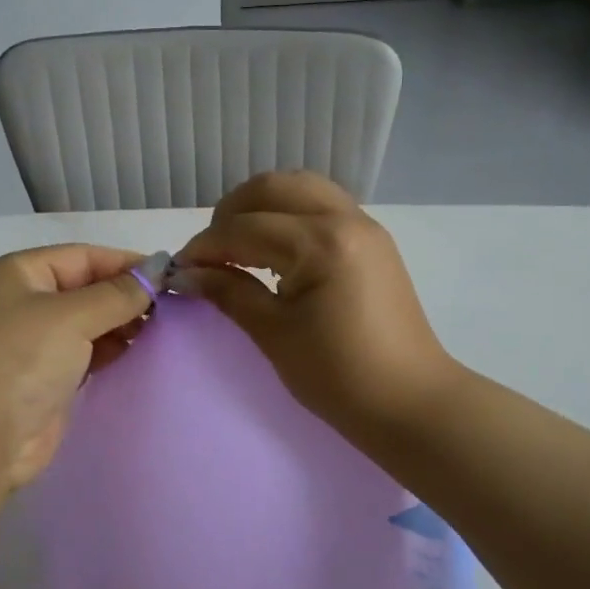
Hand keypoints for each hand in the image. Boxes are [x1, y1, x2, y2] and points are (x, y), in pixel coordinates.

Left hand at [0, 245, 152, 492]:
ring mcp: (32, 345)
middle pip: (86, 289)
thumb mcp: (70, 317)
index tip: (170, 278)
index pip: (83, 257)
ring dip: (121, 326)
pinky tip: (138, 355)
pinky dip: (110, 352)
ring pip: (88, 324)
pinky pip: (85, 356)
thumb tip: (157, 269)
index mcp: (18, 274)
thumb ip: (117, 294)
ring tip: (161, 332)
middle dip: (126, 296)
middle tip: (172, 310)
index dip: (125, 264)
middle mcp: (23, 304)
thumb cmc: (17, 361)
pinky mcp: (44, 381)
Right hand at [176, 172, 458, 435]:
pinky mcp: (372, 238)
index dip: (205, 248)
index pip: (244, 228)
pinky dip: (289, 213)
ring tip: (239, 244)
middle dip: (230, 214)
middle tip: (210, 254)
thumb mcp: (274, 334)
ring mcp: (364, 224)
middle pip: (271, 188)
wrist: (409, 402)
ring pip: (299, 187)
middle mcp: (344, 219)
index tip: (179, 270)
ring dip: (261, 206)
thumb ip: (228, 292)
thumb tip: (186, 273)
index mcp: (321, 243)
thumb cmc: (338, 376)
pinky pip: (321, 204)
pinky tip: (274, 247)